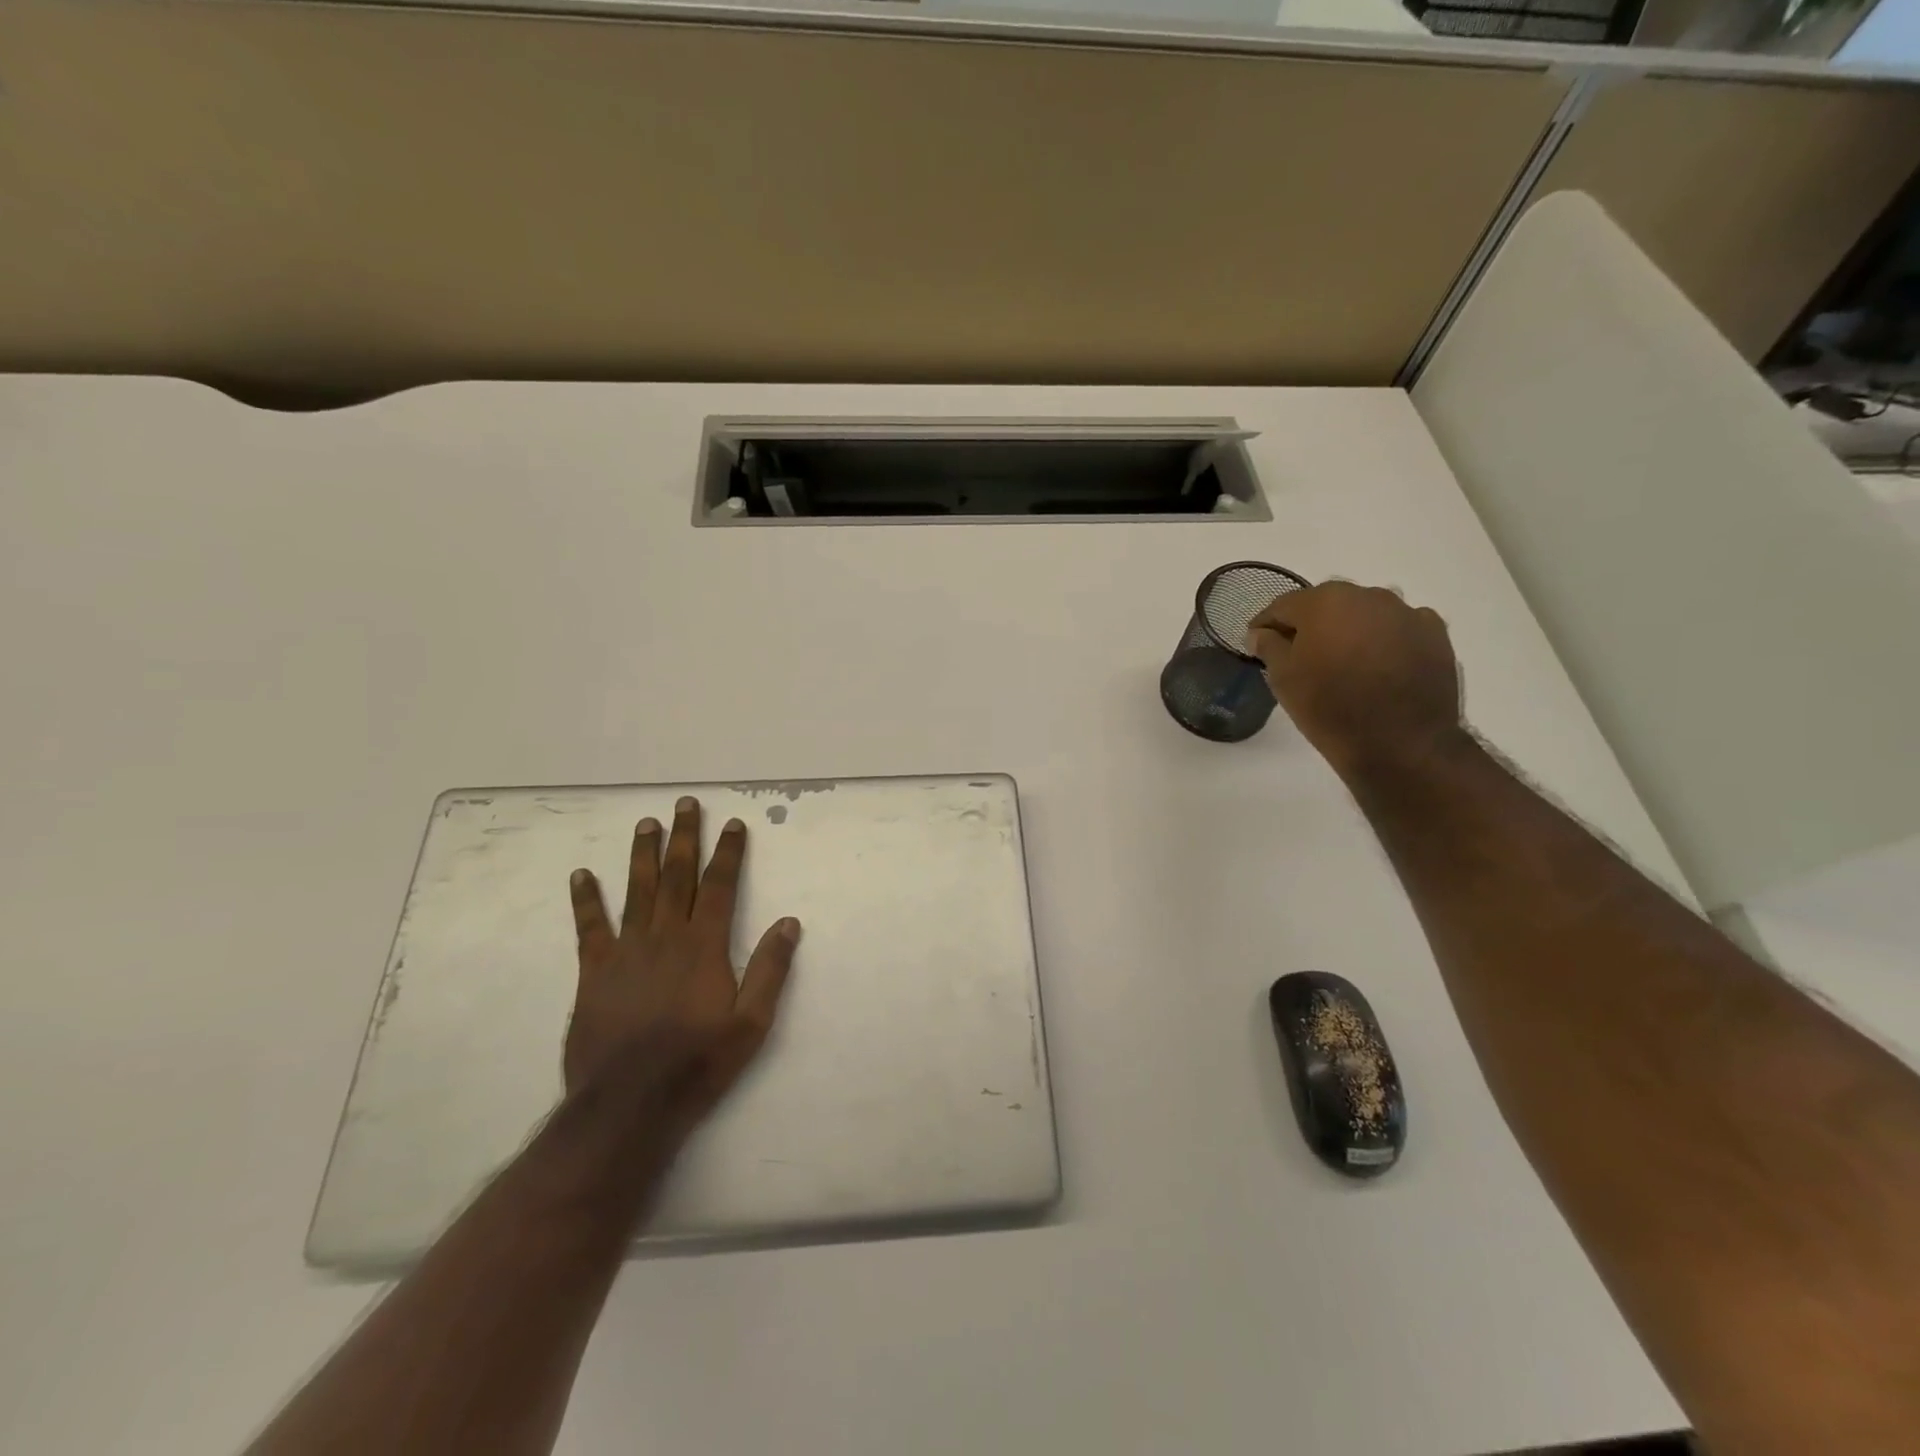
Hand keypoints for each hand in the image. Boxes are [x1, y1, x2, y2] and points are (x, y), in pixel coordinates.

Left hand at [564, 796, 799, 1142]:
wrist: (629, 1104)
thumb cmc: (698, 1063)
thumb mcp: (751, 1023)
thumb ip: (770, 969)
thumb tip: (788, 922)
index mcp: (705, 947)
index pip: (720, 887)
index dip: (729, 853)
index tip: (734, 824)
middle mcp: (666, 937)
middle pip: (677, 877)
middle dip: (685, 838)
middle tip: (686, 805)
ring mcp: (626, 952)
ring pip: (637, 891)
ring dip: (643, 855)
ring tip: (646, 823)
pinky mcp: (594, 972)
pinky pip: (589, 927)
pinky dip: (586, 899)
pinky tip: (582, 875)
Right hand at [1246, 582, 1466, 781]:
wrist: (1400, 743)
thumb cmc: (1329, 707)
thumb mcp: (1283, 679)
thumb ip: (1269, 646)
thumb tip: (1261, 633)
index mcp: (1324, 602)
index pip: (1283, 605)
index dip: (1266, 625)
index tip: (1257, 643)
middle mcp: (1367, 595)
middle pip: (1326, 604)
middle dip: (1310, 625)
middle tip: (1299, 655)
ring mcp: (1405, 612)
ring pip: (1364, 614)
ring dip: (1349, 630)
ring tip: (1342, 661)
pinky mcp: (1434, 633)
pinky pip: (1398, 628)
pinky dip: (1384, 640)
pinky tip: (1378, 665)